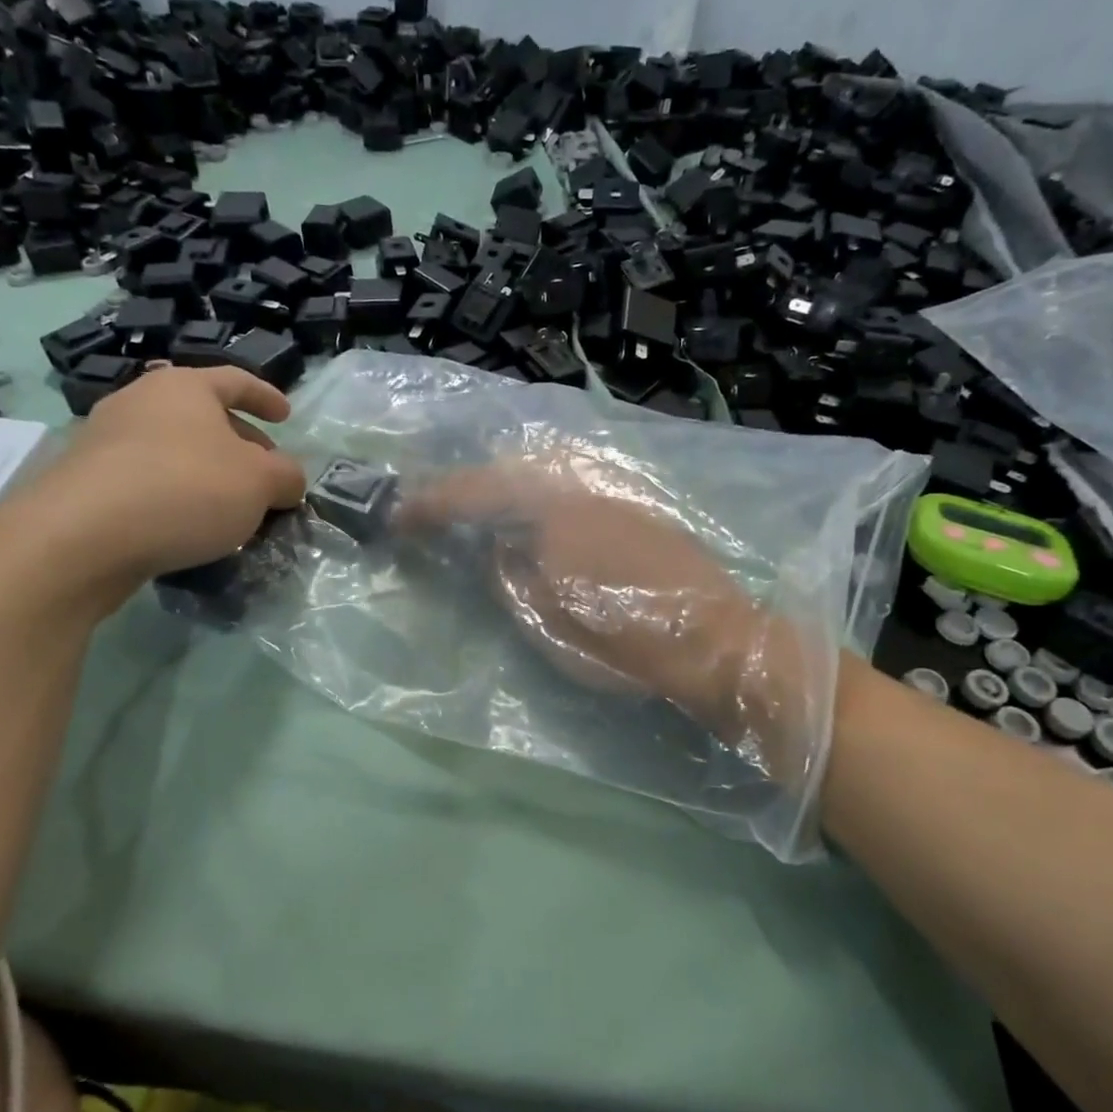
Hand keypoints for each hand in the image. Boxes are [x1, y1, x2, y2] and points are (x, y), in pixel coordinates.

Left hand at [0, 367, 306, 608]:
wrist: (81, 536)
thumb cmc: (186, 489)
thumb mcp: (261, 483)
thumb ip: (286, 477)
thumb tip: (288, 480)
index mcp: (184, 386)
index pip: (236, 380)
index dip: (266, 397)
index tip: (286, 417)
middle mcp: (140, 401)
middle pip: (203, 416)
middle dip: (240, 442)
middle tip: (264, 473)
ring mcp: (105, 438)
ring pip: (174, 448)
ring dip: (207, 471)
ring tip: (229, 505)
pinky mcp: (85, 479)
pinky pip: (147, 477)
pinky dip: (175, 493)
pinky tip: (188, 525)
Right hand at [397, 457, 764, 719]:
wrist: (717, 641)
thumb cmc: (625, 640)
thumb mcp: (546, 622)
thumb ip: (507, 578)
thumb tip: (496, 550)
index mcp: (550, 510)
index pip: (473, 496)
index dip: (429, 505)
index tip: (396, 516)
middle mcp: (578, 485)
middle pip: (506, 470)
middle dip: (465, 487)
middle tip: (435, 510)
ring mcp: (611, 490)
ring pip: (542, 474)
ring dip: (502, 488)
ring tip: (477, 511)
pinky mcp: (634, 504)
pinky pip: (570, 487)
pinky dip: (539, 496)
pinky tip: (535, 517)